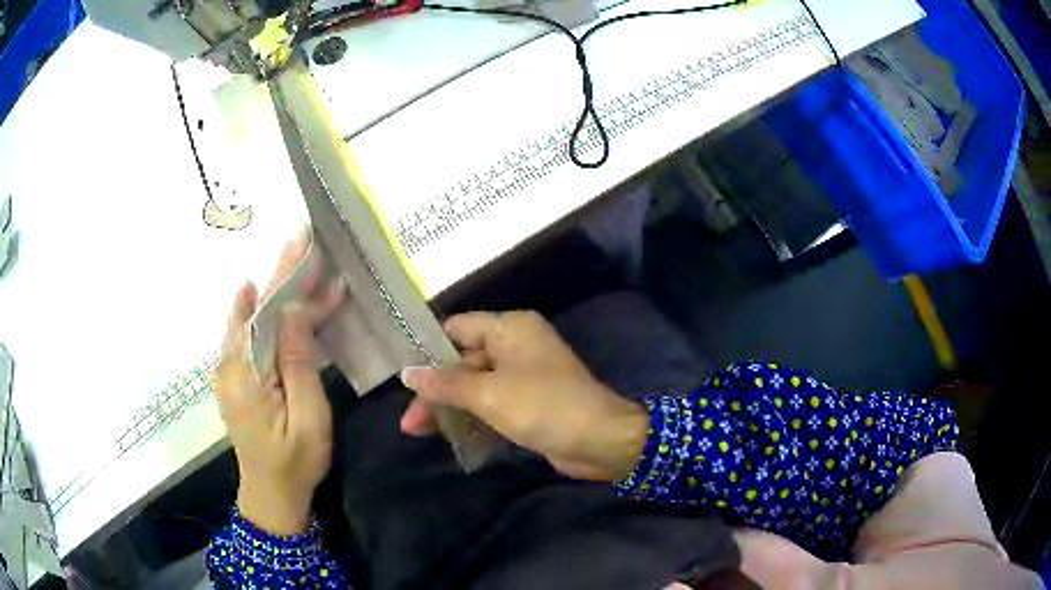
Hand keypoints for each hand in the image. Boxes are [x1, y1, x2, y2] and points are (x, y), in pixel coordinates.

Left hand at [212, 228, 344, 534]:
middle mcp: (230, 364)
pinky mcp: (235, 377)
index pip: (267, 312)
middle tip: (307, 244)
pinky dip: (263, 313)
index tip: (302, 240)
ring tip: (304, 270)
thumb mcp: (309, 418)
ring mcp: (229, 370)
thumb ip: (299, 363)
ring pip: (252, 319)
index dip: (286, 275)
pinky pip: (248, 336)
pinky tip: (264, 294)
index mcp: (247, 374)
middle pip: (256, 309)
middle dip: (284, 277)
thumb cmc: (295, 461)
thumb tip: (294, 313)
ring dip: (278, 293)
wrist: (270, 494)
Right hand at [400, 311, 647, 481]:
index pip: (457, 328)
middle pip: (462, 361)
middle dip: (435, 390)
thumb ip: (445, 384)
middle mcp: (515, 346)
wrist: (599, 441)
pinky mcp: (528, 403)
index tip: (402, 374)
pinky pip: (491, 405)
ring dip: (449, 408)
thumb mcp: (489, 394)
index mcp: (510, 329)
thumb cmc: (543, 406)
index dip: (428, 348)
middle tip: (409, 421)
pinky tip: (448, 437)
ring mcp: (522, 377)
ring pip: (475, 387)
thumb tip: (407, 373)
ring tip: (417, 432)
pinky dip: (471, 418)